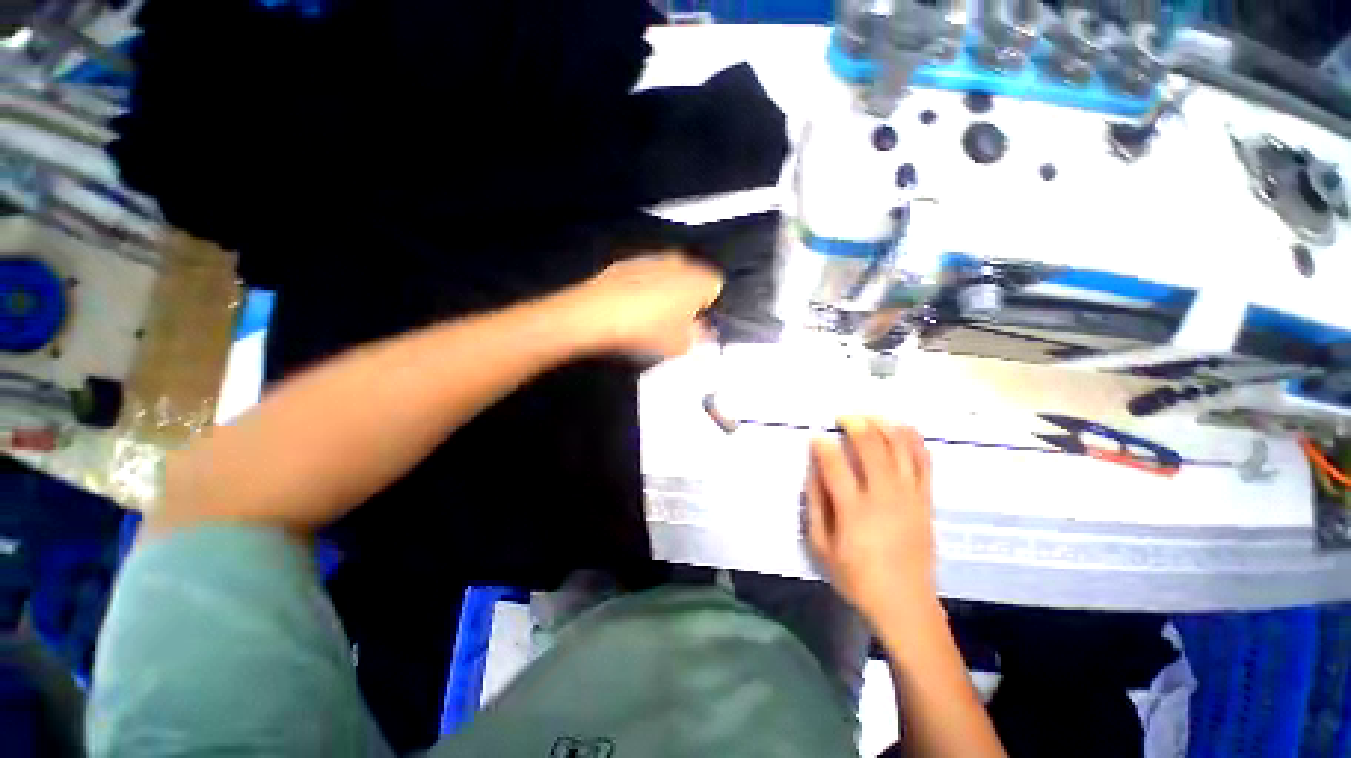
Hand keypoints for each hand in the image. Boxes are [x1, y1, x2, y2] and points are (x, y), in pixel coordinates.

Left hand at [563, 253, 723, 357]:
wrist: (599, 314)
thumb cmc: (647, 330)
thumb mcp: (680, 345)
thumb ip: (699, 337)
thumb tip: (701, 333)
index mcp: (699, 281)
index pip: (715, 288)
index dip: (707, 308)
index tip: (696, 323)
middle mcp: (680, 263)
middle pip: (693, 279)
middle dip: (687, 298)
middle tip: (675, 321)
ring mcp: (653, 259)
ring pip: (669, 275)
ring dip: (666, 291)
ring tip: (651, 315)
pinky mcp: (629, 262)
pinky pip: (646, 274)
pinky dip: (644, 286)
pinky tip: (632, 306)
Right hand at [807, 417, 937, 625]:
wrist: (906, 604)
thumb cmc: (856, 577)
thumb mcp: (820, 546)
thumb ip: (814, 505)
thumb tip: (813, 470)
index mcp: (854, 511)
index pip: (835, 465)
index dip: (822, 445)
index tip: (815, 437)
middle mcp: (884, 497)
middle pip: (872, 446)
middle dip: (855, 424)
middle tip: (842, 418)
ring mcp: (910, 496)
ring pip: (900, 448)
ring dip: (883, 425)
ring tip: (868, 416)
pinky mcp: (926, 500)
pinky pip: (924, 461)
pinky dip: (913, 439)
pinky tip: (900, 428)